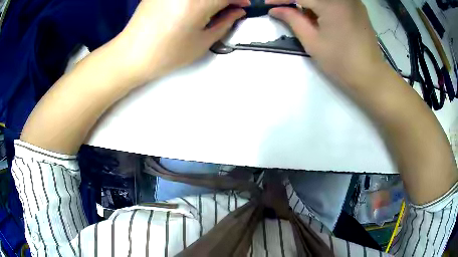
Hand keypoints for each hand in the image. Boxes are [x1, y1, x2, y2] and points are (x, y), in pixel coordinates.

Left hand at [116, 0, 249, 84]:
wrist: (131, 54)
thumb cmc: (166, 54)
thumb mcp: (202, 42)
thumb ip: (225, 23)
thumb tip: (237, 11)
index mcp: (198, 2)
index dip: (240, 0)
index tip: (242, 6)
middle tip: (226, 8)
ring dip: (210, 0)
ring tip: (209, 9)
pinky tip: (192, 6)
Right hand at [267, 0, 386, 88]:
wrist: (371, 76)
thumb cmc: (341, 63)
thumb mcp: (313, 42)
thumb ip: (293, 20)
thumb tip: (275, 9)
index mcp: (331, 4)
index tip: (267, 3)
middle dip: (296, 0)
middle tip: (285, 9)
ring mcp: (353, 0)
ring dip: (309, 2)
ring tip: (304, 15)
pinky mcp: (358, 6)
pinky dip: (323, 3)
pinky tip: (320, 14)